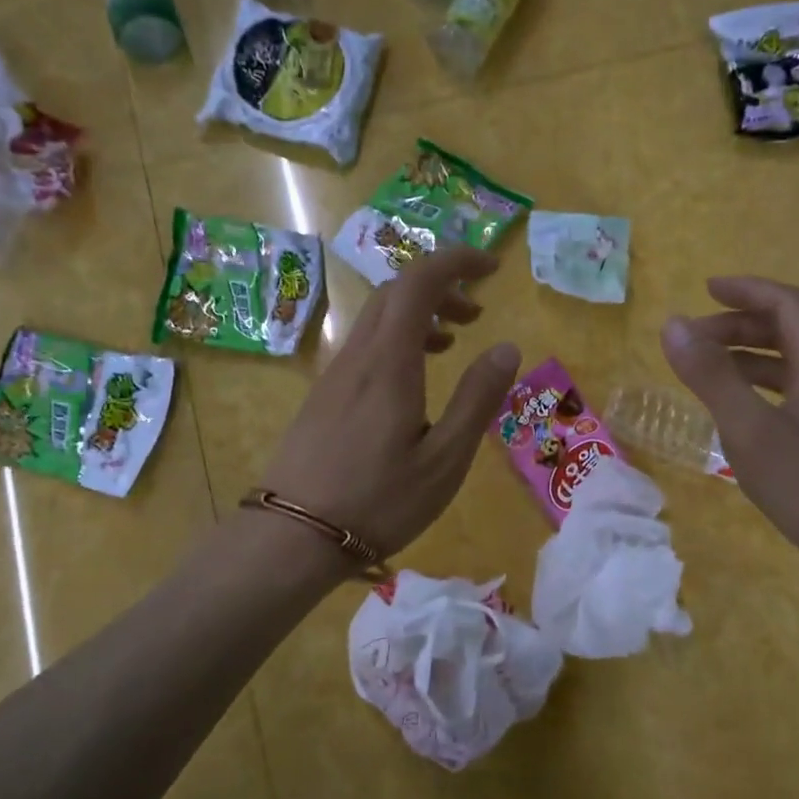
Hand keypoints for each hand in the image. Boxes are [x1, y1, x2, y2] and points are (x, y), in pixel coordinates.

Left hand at [261, 247, 520, 562]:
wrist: (292, 536)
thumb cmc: (379, 501)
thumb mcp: (444, 459)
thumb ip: (477, 399)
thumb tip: (506, 347)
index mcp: (389, 362)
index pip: (419, 281)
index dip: (456, 261)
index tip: (491, 267)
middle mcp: (358, 356)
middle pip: (395, 292)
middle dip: (440, 286)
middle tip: (476, 312)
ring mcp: (334, 375)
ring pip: (377, 319)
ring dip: (418, 315)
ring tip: (452, 342)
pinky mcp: (322, 397)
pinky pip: (364, 346)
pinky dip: (397, 340)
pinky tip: (411, 380)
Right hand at [661, 276, 798, 595]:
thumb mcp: (750, 431)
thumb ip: (711, 377)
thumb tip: (674, 325)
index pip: (789, 304)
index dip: (747, 290)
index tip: (705, 290)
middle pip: (795, 333)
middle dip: (742, 327)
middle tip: (696, 341)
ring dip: (754, 360)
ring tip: (712, 374)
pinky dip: (769, 391)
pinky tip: (747, 420)